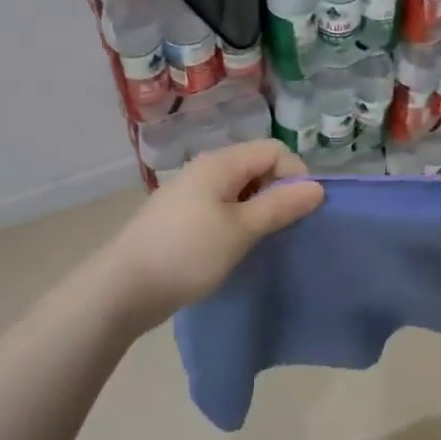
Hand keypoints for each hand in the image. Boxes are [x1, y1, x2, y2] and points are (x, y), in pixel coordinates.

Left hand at [97, 139, 323, 333]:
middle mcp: (205, 170)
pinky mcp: (181, 217)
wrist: (122, 289)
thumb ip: (280, 206)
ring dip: (258, 209)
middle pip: (257, 167)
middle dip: (278, 193)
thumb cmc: (187, 254)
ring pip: (240, 189)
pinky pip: (222, 207)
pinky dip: (238, 221)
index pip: (274, 151)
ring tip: (262, 241)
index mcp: (220, 164)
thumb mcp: (241, 230)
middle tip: (283, 229)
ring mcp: (190, 193)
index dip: (294, 176)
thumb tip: (318, 187)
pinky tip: (235, 247)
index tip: (300, 212)